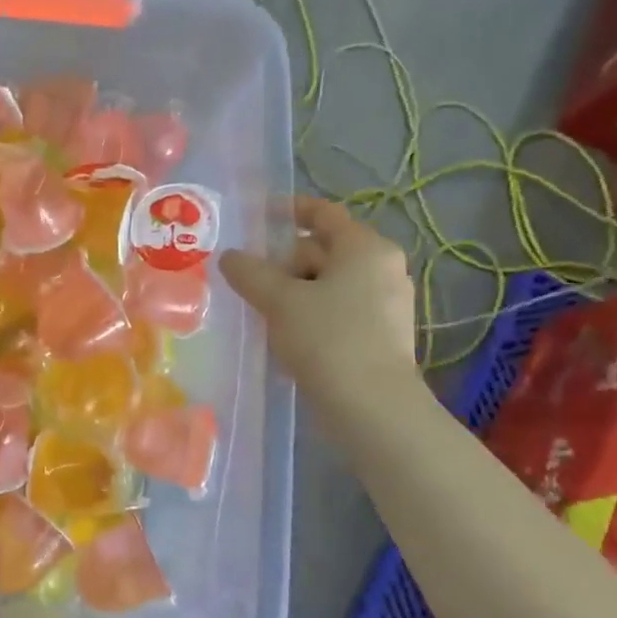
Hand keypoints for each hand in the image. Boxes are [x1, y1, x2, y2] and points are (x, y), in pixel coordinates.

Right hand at [220, 196, 419, 421]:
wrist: (372, 407)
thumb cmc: (327, 339)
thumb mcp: (279, 300)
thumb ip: (250, 272)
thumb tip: (229, 256)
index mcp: (365, 248)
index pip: (324, 213)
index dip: (289, 210)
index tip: (258, 218)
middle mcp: (383, 268)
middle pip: (323, 250)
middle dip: (284, 263)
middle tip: (249, 282)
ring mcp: (386, 304)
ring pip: (329, 284)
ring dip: (294, 292)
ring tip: (262, 311)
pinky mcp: (381, 336)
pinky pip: (338, 311)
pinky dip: (311, 314)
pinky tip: (287, 335)